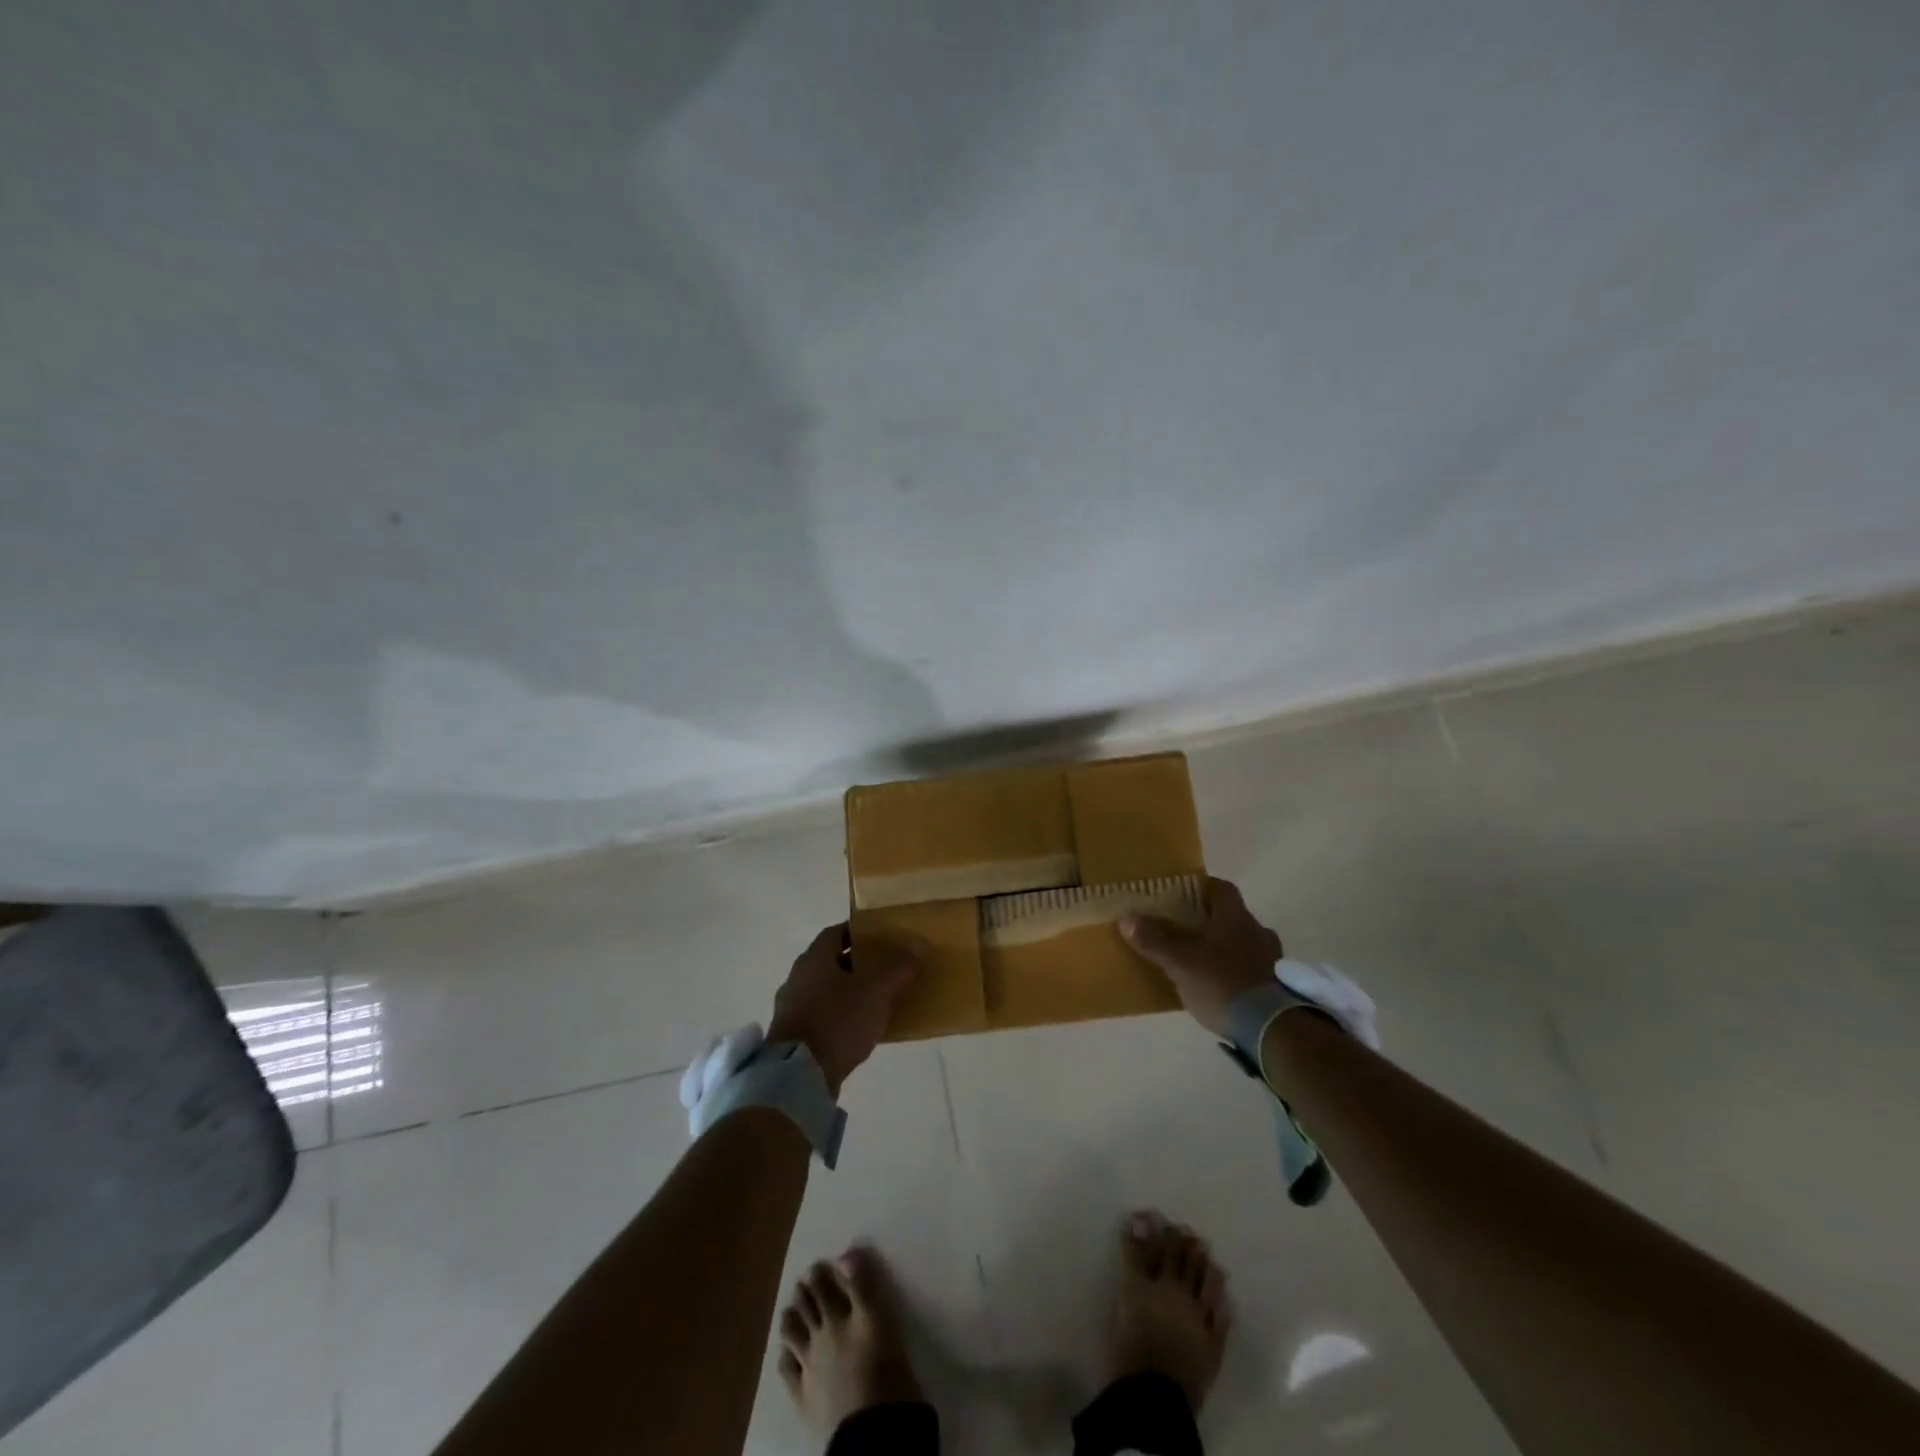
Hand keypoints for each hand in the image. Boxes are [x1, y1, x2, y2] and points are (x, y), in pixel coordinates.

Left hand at [766, 924, 923, 1096]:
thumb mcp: (876, 990)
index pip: (838, 932)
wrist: (799, 1076)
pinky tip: (861, 1029)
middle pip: (833, 962)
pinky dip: (842, 1017)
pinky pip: (823, 1017)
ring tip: (879, 1001)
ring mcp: (792, 1008)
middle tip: (888, 969)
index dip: (861, 933)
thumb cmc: (837, 1020)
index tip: (884, 938)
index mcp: (814, 958)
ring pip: (828, 990)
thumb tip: (916, 947)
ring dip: (850, 993)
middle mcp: (799, 977)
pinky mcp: (793, 1037)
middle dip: (860, 964)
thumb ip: (897, 967)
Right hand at [1120, 878, 1282, 1039]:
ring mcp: (1273, 959)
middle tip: (1186, 929)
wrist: (1273, 1029)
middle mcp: (1258, 931)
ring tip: (1203, 961)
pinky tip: (1222, 986)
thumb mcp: (1180, 963)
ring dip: (1226, 948)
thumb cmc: (1223, 985)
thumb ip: (1154, 941)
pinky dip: (1238, 972)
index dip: (1201, 888)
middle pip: (1232, 916)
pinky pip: (1254, 969)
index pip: (1221, 888)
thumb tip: (1127, 918)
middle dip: (1210, 921)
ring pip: (1245, 943)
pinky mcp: (1279, 986)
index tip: (1182, 894)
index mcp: (1235, 917)